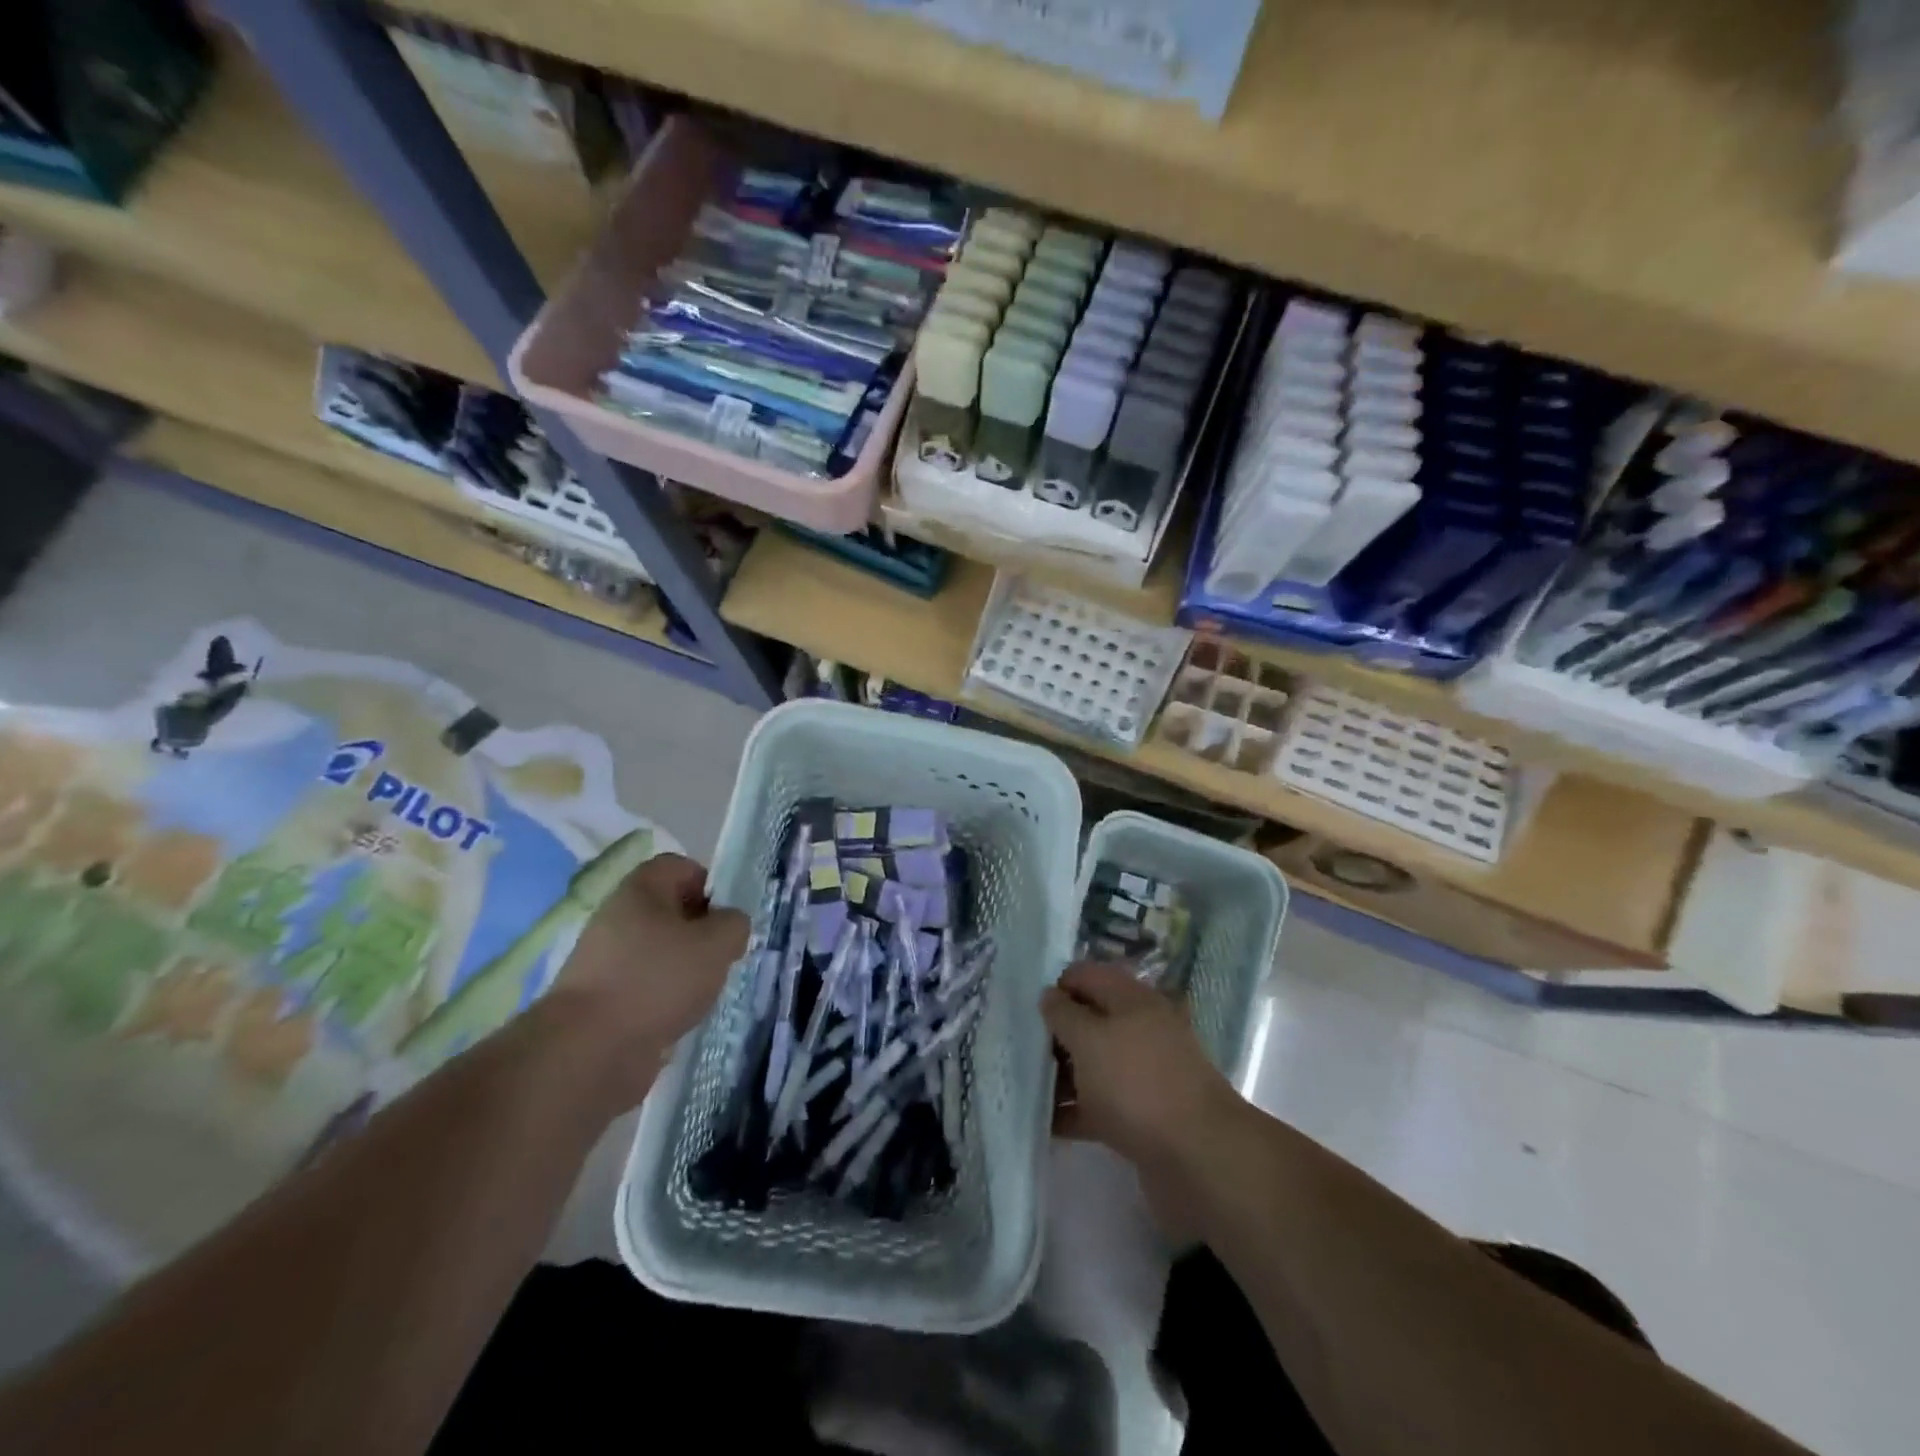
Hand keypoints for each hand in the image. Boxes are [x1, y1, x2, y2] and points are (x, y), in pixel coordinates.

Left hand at [550, 853, 747, 1085]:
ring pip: (659, 950)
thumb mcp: (716, 944)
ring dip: (685, 968)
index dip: (710, 885)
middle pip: (670, 910)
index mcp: (640, 889)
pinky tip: (678, 1017)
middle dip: (701, 932)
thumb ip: (734, 924)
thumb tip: (729, 924)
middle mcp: (617, 916)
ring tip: (703, 991)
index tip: (727, 918)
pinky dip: (665, 998)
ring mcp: (604, 959)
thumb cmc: (657, 980)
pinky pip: (644, 985)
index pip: (680, 866)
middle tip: (722, 956)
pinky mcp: (600, 998)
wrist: (587, 1051)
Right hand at [1041, 961, 1241, 1173]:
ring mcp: (1145, 1073)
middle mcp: (1141, 1029)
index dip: (1056, 988)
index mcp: (1132, 999)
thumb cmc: (1136, 1084)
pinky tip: (1047, 1124)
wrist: (1199, 1157)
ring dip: (1063, 1075)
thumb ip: (1063, 1014)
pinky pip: (1102, 1104)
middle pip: (1091, 1020)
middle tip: (1020, 1051)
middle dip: (1057, 1035)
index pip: (1087, 975)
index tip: (1026, 1012)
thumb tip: (1049, 995)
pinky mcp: (1145, 1114)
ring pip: (1095, 1064)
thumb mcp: (1089, 1040)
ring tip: (1025, 1089)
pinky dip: (1076, 1111)